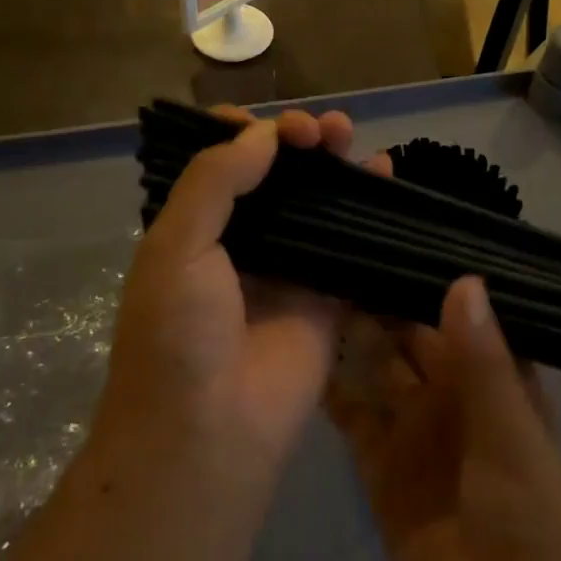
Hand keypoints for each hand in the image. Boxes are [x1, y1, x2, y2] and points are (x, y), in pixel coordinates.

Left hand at [91, 107, 389, 504]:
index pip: (220, 163)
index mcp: (192, 228)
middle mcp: (239, 242)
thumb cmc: (177, 335)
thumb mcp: (175, 247)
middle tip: (320, 131)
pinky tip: (384, 174)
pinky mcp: (327, 297)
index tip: (271, 125)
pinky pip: (351, 242)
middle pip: (274, 176)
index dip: (244, 133)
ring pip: (315, 203)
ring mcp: (286, 269)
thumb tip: (263, 134)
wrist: (209, 435)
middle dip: (296, 141)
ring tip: (350, 137)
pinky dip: (368, 207)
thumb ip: (215, 181)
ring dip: (332, 164)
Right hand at [326, 278, 560, 560]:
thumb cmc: (531, 515)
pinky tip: (299, 352)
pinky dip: (331, 388)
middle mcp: (451, 392)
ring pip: (378, 367)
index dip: (428, 277)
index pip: (458, 312)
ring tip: (310, 286)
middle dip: (381, 299)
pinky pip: (352, 415)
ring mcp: (413, 427)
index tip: (388, 234)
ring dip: (351, 335)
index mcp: (493, 376)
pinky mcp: (379, 465)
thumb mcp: (510, 430)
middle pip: (411, 335)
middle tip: (335, 250)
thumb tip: (463, 279)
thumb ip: (483, 359)